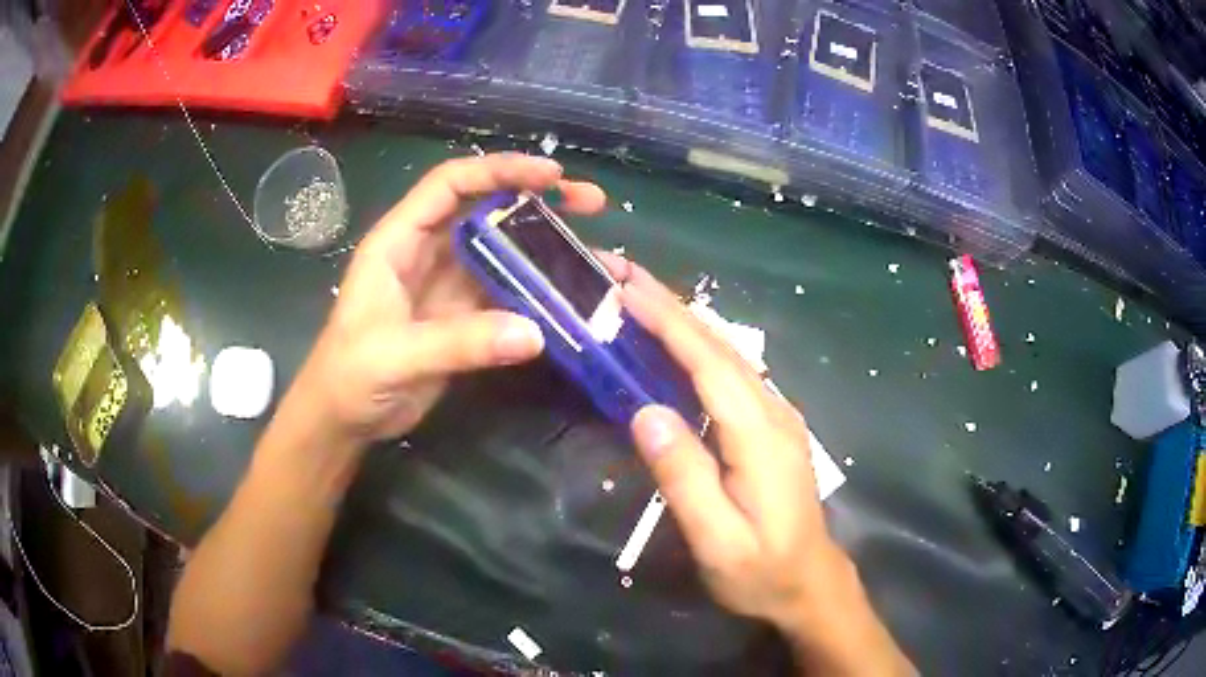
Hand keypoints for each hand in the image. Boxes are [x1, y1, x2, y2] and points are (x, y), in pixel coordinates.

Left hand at [296, 153, 605, 442]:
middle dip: (537, 200)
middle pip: (486, 209)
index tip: (551, 176)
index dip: (499, 171)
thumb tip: (534, 334)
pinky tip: (570, 296)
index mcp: (399, 241)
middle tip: (589, 202)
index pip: (451, 185)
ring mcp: (446, 284)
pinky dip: (537, 291)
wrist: (342, 419)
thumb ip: (459, 343)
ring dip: (544, 246)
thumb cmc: (349, 376)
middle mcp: (426, 252)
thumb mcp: (395, 355)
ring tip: (594, 251)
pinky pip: (505, 292)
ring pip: (502, 251)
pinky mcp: (462, 317)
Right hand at [603, 254, 913, 675]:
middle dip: (671, 304)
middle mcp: (773, 412)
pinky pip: (733, 373)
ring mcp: (777, 417)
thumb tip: (646, 414)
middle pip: (720, 346)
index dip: (668, 321)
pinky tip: (677, 345)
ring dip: (684, 320)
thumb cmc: (761, 570)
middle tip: (622, 274)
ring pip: (729, 354)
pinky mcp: (772, 426)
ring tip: (640, 297)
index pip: (710, 363)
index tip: (626, 287)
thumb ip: (685, 477)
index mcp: (759, 435)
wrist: (809, 584)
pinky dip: (699, 347)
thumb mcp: (717, 539)